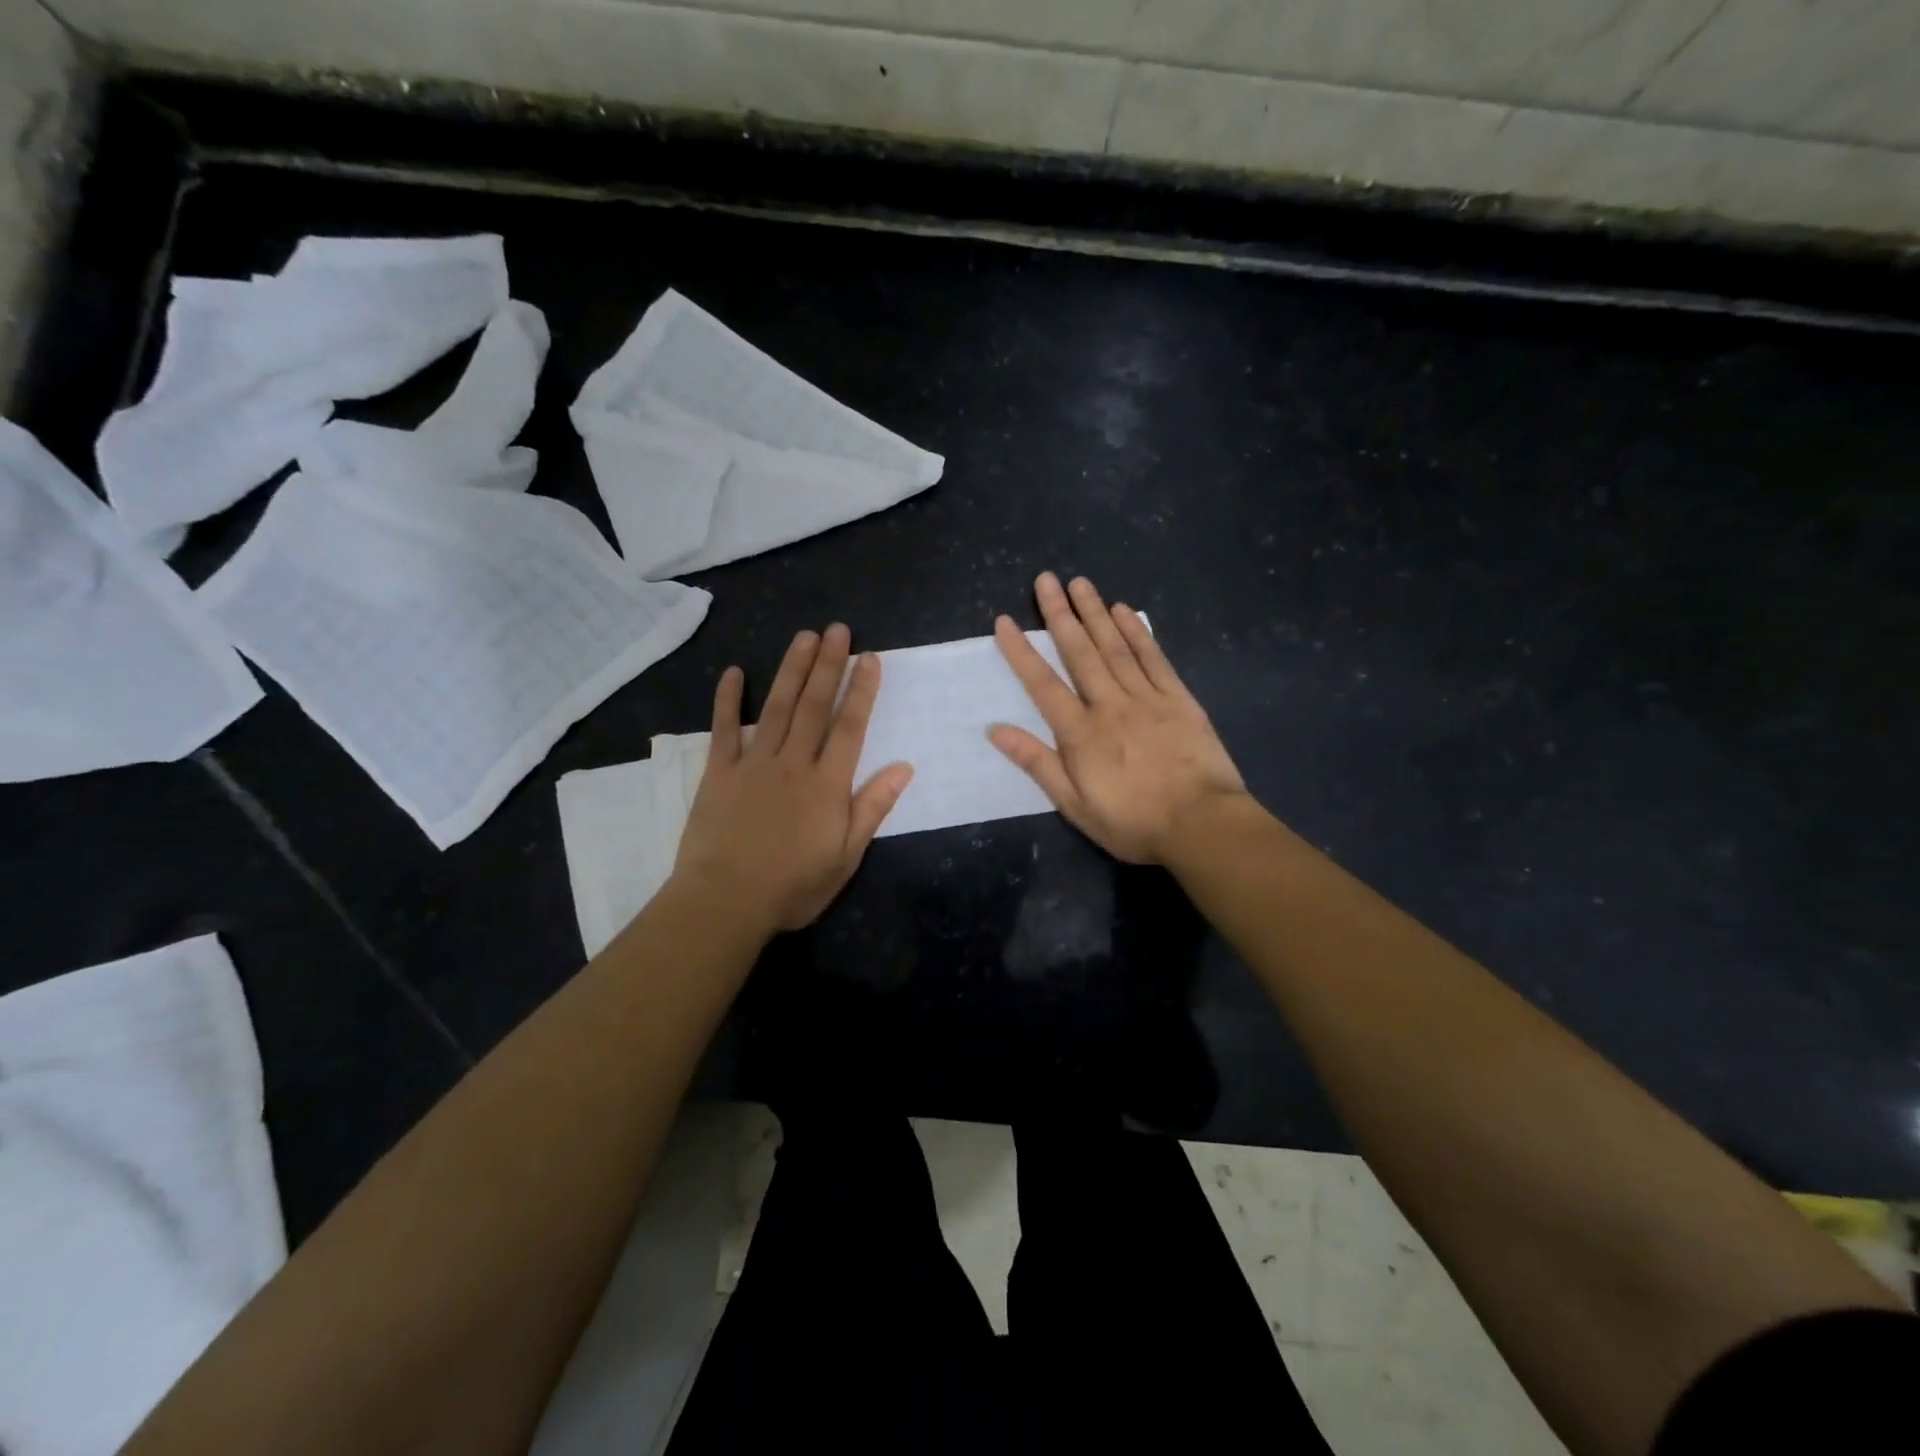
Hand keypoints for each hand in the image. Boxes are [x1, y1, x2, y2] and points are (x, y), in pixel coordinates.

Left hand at [672, 625, 912, 933]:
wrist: (725, 902)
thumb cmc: (793, 887)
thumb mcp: (845, 857)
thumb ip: (872, 808)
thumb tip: (904, 768)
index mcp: (827, 784)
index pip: (850, 727)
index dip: (861, 690)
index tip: (870, 658)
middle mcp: (793, 763)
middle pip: (813, 706)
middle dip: (828, 665)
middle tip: (838, 630)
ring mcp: (753, 764)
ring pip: (776, 707)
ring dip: (791, 670)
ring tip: (804, 637)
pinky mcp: (719, 773)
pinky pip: (725, 729)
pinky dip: (728, 699)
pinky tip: (734, 672)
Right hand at [990, 573, 1248, 864]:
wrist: (1202, 825)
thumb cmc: (1133, 823)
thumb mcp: (1075, 805)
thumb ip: (1037, 763)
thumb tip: (996, 730)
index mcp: (1081, 733)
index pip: (1043, 684)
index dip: (1022, 651)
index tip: (1004, 621)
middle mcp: (1110, 705)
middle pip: (1080, 653)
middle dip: (1060, 615)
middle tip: (1046, 580)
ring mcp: (1147, 698)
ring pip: (1115, 647)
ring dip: (1095, 613)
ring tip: (1080, 583)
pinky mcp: (1179, 699)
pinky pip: (1154, 658)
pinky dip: (1138, 633)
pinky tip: (1124, 611)